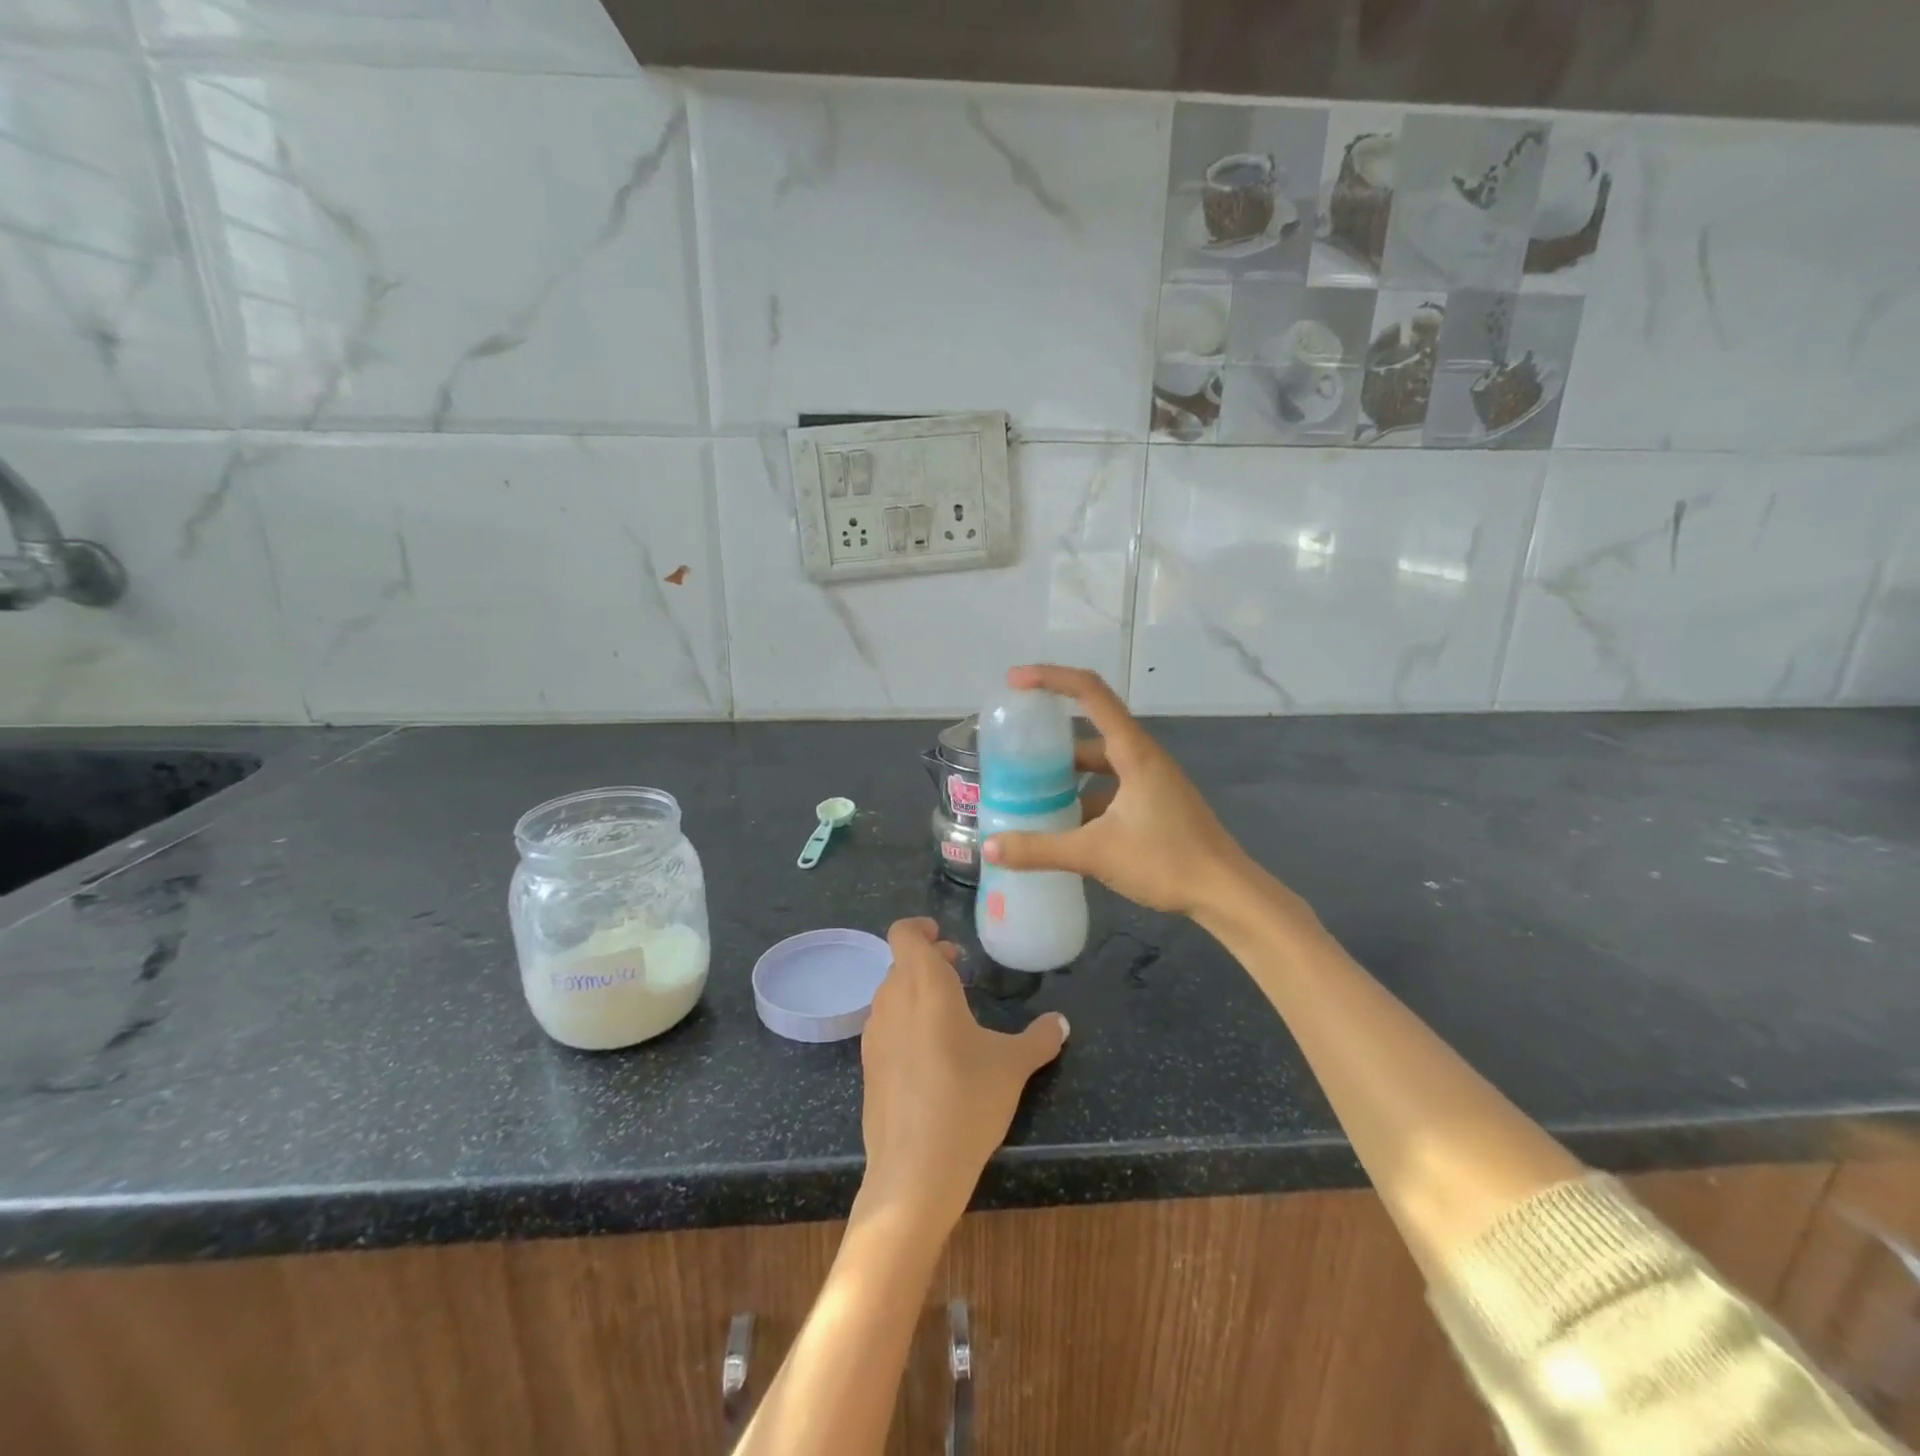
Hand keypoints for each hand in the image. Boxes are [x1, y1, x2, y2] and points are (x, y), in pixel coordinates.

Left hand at [857, 918, 1067, 1232]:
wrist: (914, 1172)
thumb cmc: (966, 1101)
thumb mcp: (1013, 1067)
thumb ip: (1039, 1038)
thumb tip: (1061, 1023)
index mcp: (924, 984)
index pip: (903, 933)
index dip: (920, 928)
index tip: (944, 937)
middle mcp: (892, 1000)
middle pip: (901, 963)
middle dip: (928, 960)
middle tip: (959, 967)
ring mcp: (874, 1034)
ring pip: (891, 994)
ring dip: (916, 990)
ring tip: (950, 1009)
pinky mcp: (869, 1066)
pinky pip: (886, 1026)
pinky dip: (905, 1021)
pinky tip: (932, 1052)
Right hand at [982, 664, 1253, 919]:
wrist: (1225, 893)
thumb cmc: (1166, 861)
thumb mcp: (1096, 853)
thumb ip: (1040, 850)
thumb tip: (989, 847)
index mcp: (1133, 751)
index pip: (1090, 692)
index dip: (1051, 678)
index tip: (1015, 682)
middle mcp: (1141, 757)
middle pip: (1089, 730)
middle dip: (1050, 738)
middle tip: (1012, 750)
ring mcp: (1150, 781)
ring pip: (1098, 764)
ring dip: (1065, 773)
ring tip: (1026, 790)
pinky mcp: (1153, 804)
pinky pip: (1108, 788)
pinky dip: (1082, 797)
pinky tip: (1060, 824)